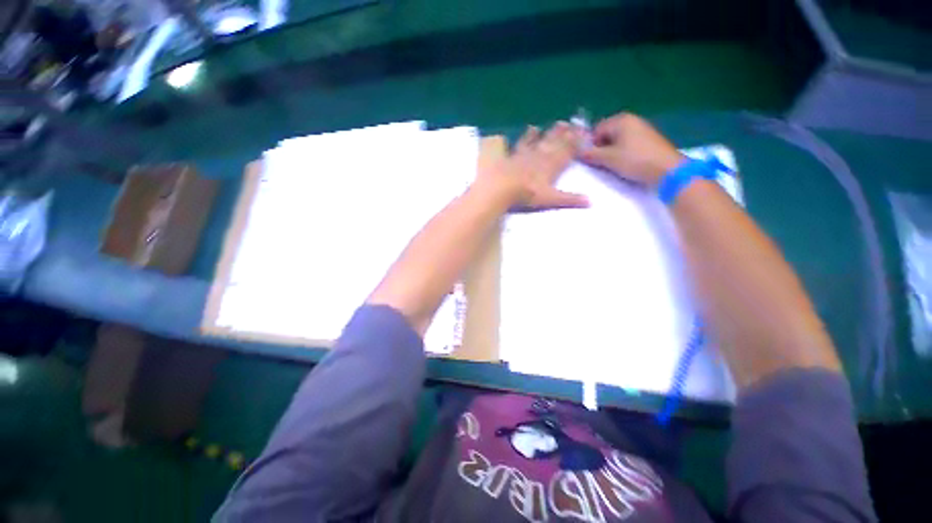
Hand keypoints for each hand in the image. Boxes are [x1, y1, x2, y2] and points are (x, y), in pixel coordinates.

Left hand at [478, 122, 588, 210]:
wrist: (503, 186)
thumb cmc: (528, 194)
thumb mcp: (551, 199)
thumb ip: (569, 199)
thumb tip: (590, 202)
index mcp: (552, 165)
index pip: (568, 151)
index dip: (577, 142)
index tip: (585, 132)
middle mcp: (541, 156)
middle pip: (555, 142)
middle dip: (565, 133)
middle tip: (572, 123)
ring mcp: (527, 153)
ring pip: (542, 139)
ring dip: (549, 132)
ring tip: (557, 123)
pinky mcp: (513, 154)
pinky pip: (522, 142)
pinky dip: (526, 135)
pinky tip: (529, 129)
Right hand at [579, 113, 684, 186]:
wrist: (667, 170)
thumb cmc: (635, 160)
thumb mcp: (608, 159)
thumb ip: (590, 154)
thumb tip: (577, 151)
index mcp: (621, 120)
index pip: (596, 129)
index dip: (591, 144)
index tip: (591, 158)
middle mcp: (631, 120)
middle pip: (607, 134)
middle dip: (601, 148)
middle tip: (601, 163)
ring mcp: (642, 129)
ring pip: (617, 140)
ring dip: (611, 152)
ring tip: (613, 165)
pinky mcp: (648, 139)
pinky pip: (628, 144)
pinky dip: (623, 152)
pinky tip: (625, 163)